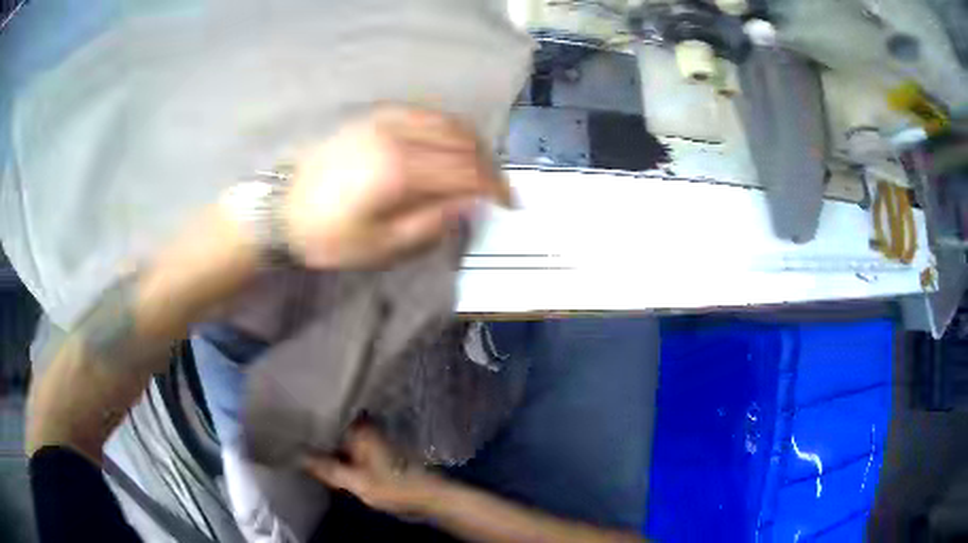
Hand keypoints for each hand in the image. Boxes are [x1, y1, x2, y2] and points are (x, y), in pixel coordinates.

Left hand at [286, 106, 512, 268]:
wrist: (279, 209)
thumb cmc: (326, 236)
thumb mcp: (379, 246)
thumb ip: (431, 224)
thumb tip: (470, 205)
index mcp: (399, 169)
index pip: (465, 169)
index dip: (493, 186)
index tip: (508, 203)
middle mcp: (397, 134)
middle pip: (462, 140)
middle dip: (488, 164)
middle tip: (496, 189)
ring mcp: (385, 120)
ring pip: (447, 121)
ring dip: (471, 144)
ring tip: (478, 168)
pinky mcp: (374, 116)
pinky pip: (425, 113)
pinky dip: (447, 128)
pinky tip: (449, 145)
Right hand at [302, 425, 441, 516]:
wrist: (429, 499)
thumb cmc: (394, 487)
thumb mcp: (356, 482)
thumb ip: (326, 468)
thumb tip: (296, 456)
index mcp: (360, 429)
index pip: (327, 416)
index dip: (306, 420)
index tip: (287, 423)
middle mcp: (365, 430)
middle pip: (332, 428)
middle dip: (313, 435)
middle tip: (288, 437)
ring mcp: (370, 443)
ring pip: (339, 441)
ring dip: (324, 447)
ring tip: (299, 448)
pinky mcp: (375, 456)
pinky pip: (348, 452)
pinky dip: (336, 456)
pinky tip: (322, 463)